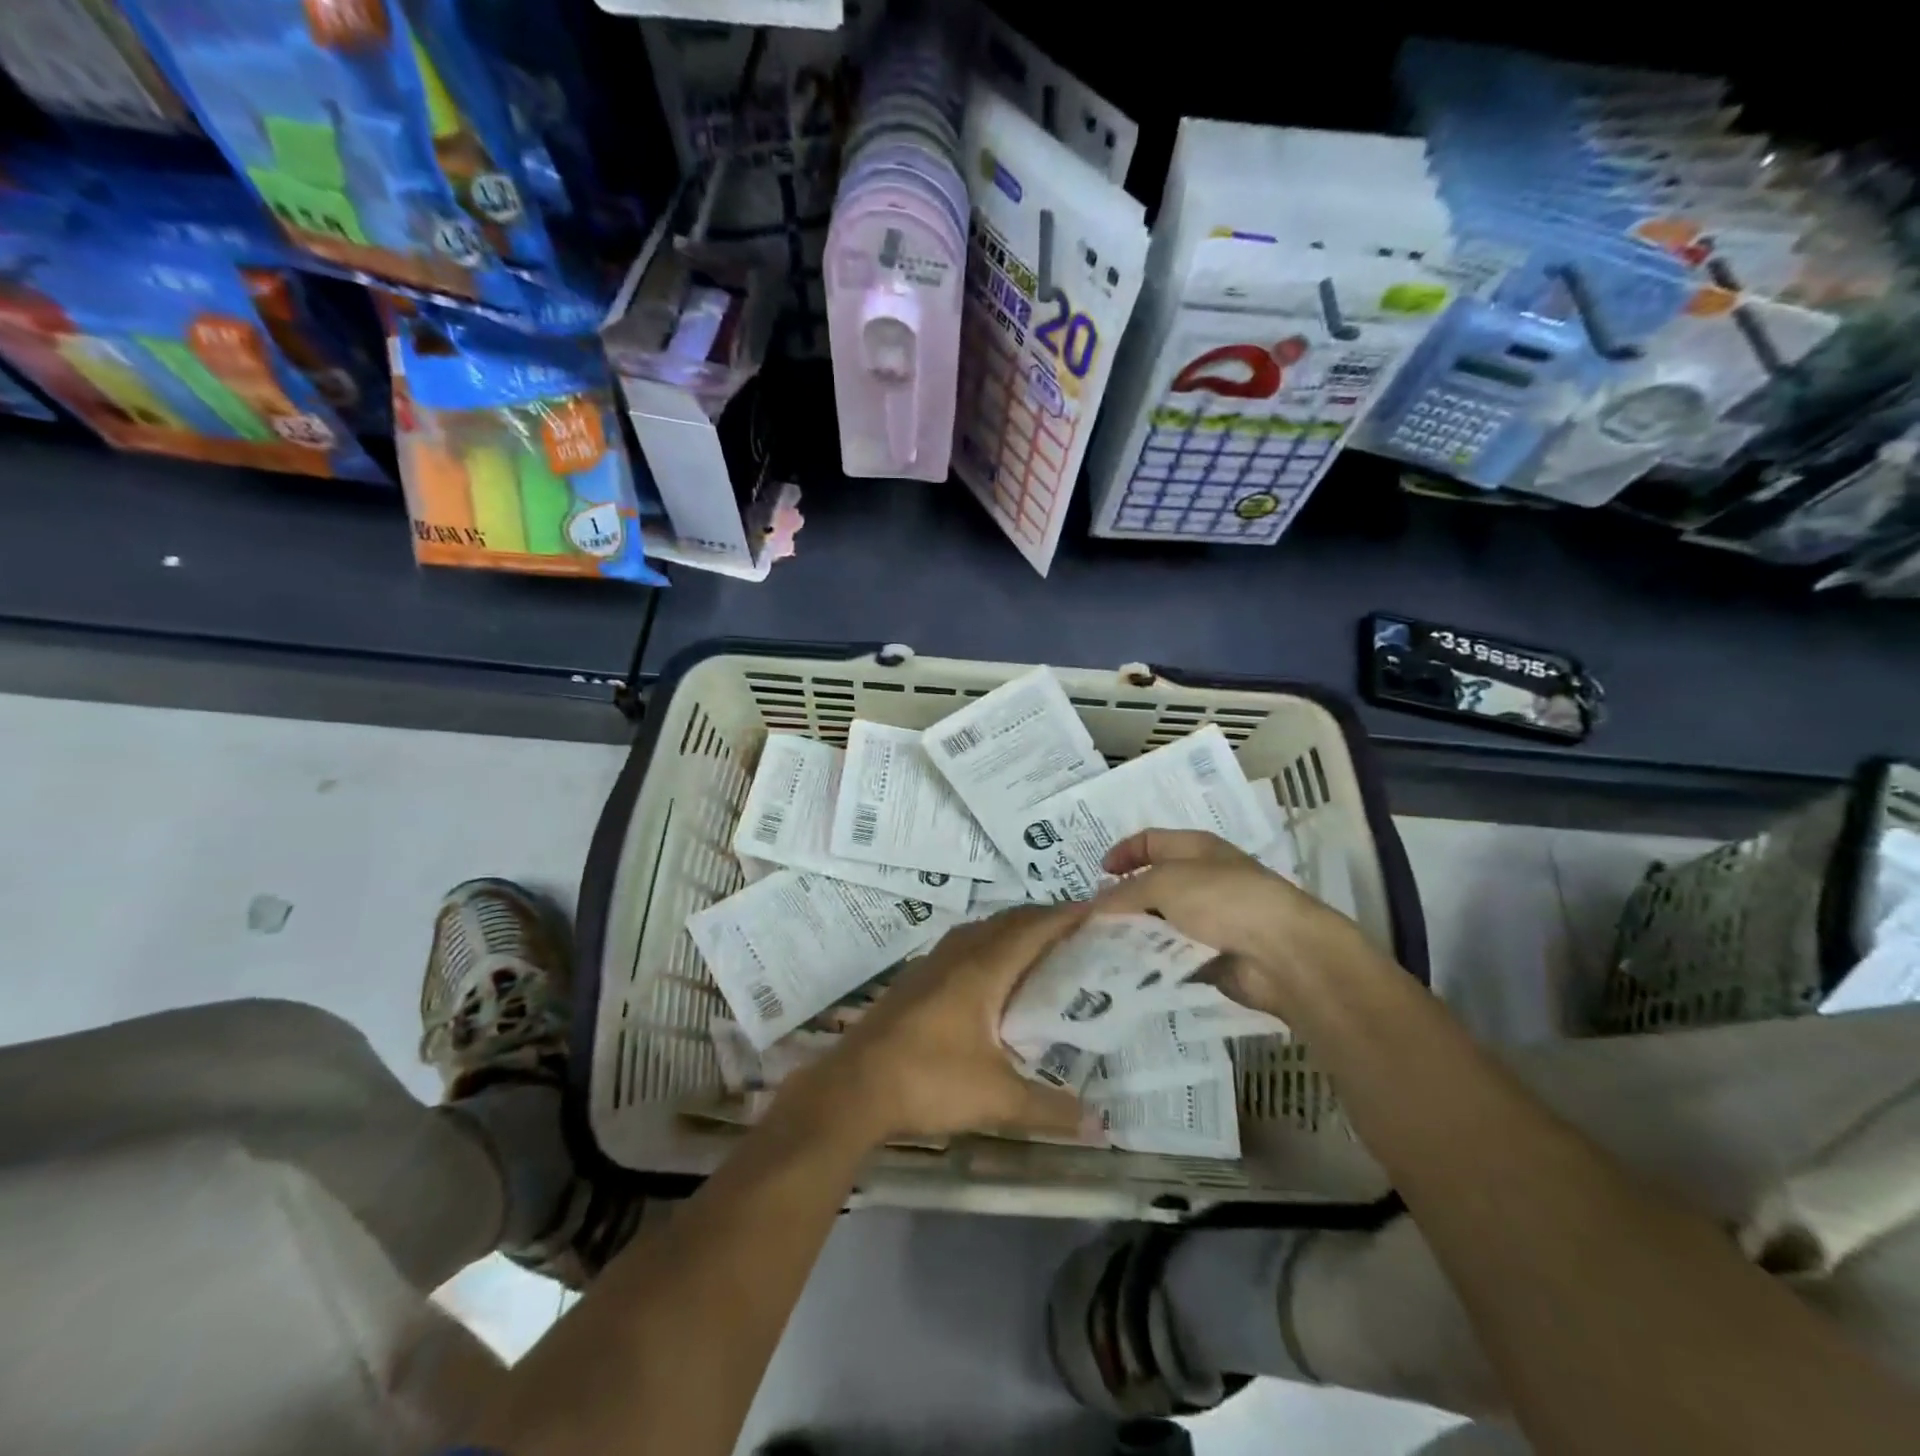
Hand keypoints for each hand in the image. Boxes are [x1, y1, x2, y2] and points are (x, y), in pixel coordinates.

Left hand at [803, 904, 1093, 1145]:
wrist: (852, 1088)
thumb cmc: (929, 1082)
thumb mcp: (997, 1100)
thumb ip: (1050, 1109)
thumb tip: (1100, 1126)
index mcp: (983, 968)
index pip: (1033, 928)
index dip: (1066, 916)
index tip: (1097, 911)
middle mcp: (958, 954)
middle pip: (1008, 922)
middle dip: (1043, 920)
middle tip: (1078, 932)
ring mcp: (931, 963)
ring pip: (981, 931)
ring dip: (1012, 931)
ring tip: (1041, 950)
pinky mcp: (915, 979)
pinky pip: (962, 946)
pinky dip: (988, 947)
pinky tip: (992, 977)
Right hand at [1095, 830, 1370, 1013]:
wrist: (1282, 954)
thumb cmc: (1223, 900)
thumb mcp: (1165, 883)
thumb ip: (1125, 893)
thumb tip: (1094, 907)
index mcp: (1195, 849)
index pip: (1151, 841)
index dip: (1123, 852)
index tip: (1098, 874)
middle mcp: (1201, 880)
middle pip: (1151, 886)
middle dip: (1121, 902)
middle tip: (1091, 921)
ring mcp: (1209, 921)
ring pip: (1159, 924)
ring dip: (1133, 935)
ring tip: (1101, 949)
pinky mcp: (1212, 957)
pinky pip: (1172, 956)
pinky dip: (1152, 962)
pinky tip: (1127, 971)